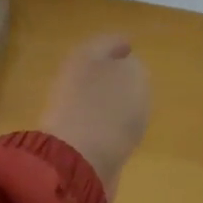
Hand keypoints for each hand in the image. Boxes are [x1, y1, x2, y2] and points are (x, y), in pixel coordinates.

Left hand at [38, 34, 151, 201]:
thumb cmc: (109, 108)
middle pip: (95, 68)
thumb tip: (127, 70)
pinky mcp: (71, 138)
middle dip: (112, 69)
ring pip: (93, 95)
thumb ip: (134, 67)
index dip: (120, 42)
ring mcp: (68, 109)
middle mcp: (72, 78)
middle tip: (133, 72)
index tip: (132, 44)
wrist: (78, 160)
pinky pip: (93, 121)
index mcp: (86, 56)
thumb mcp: (134, 76)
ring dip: (110, 97)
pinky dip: (106, 121)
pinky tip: (121, 128)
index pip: (105, 42)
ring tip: (131, 102)